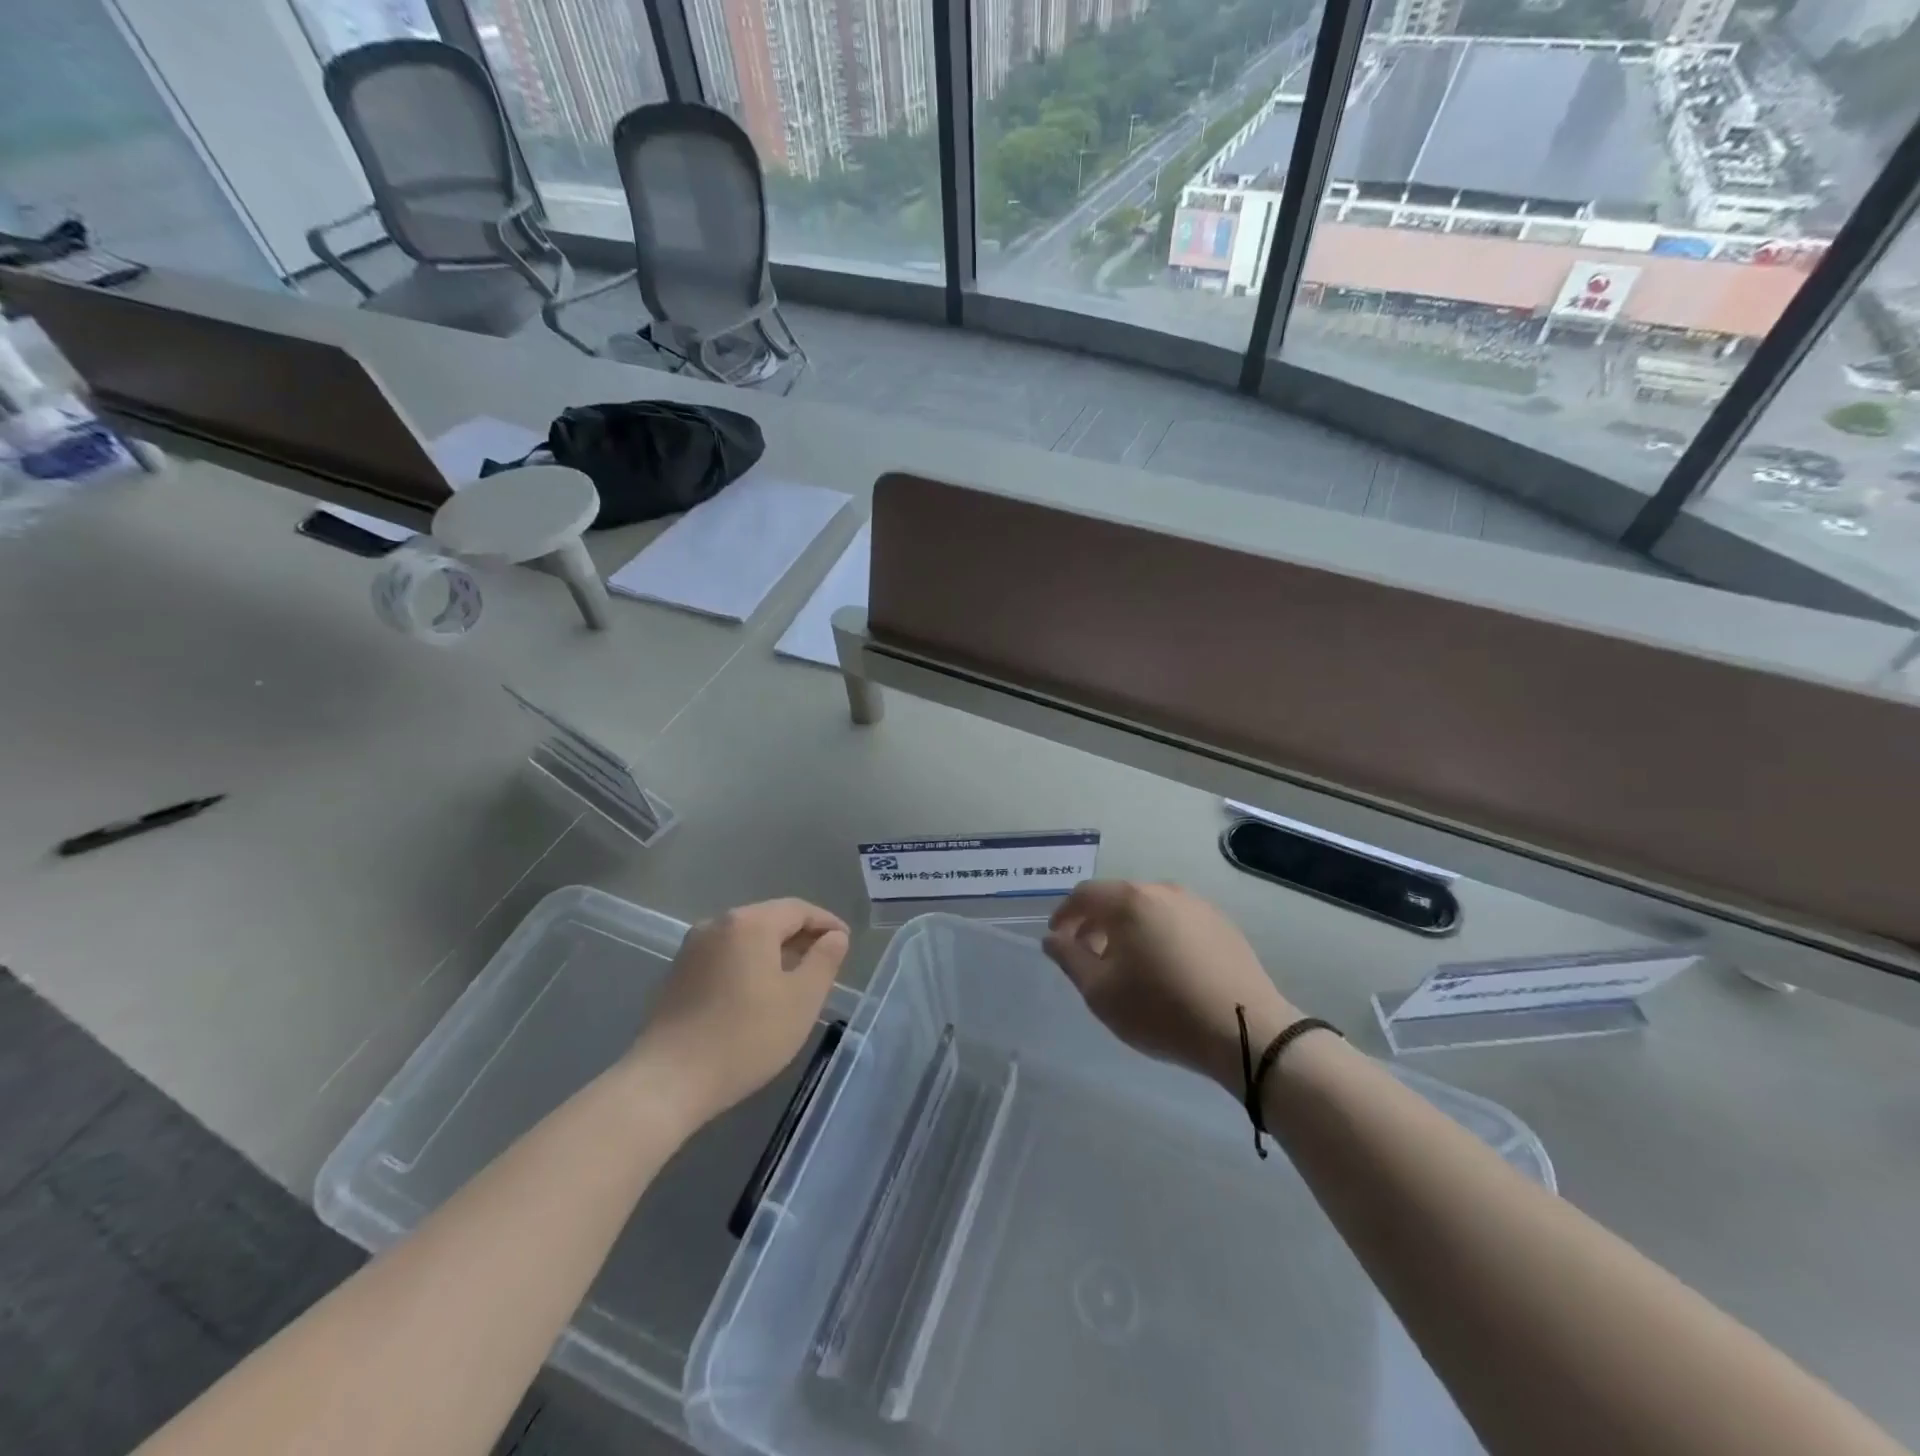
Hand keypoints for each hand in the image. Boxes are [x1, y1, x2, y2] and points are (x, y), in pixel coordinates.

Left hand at [631, 899, 849, 1127]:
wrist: (668, 1081)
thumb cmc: (745, 1037)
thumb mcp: (801, 1000)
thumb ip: (824, 961)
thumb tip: (834, 937)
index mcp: (749, 923)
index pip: (798, 909)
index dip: (826, 923)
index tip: (846, 942)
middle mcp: (718, 924)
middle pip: (769, 919)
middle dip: (801, 936)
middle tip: (826, 961)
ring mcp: (692, 948)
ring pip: (746, 938)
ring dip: (775, 952)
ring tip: (796, 978)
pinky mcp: (678, 974)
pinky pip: (725, 956)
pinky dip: (749, 964)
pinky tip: (759, 993)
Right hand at [1043, 881, 1298, 1092]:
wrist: (1245, 1031)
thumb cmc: (1161, 1010)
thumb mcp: (1101, 992)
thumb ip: (1069, 959)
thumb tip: (1053, 938)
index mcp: (1129, 901)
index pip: (1084, 895)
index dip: (1064, 915)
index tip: (1057, 940)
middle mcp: (1162, 891)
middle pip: (1117, 898)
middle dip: (1096, 923)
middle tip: (1089, 956)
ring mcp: (1196, 904)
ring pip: (1148, 909)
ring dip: (1128, 929)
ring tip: (1127, 965)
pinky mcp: (1221, 923)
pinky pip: (1176, 920)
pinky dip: (1158, 934)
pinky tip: (1164, 967)